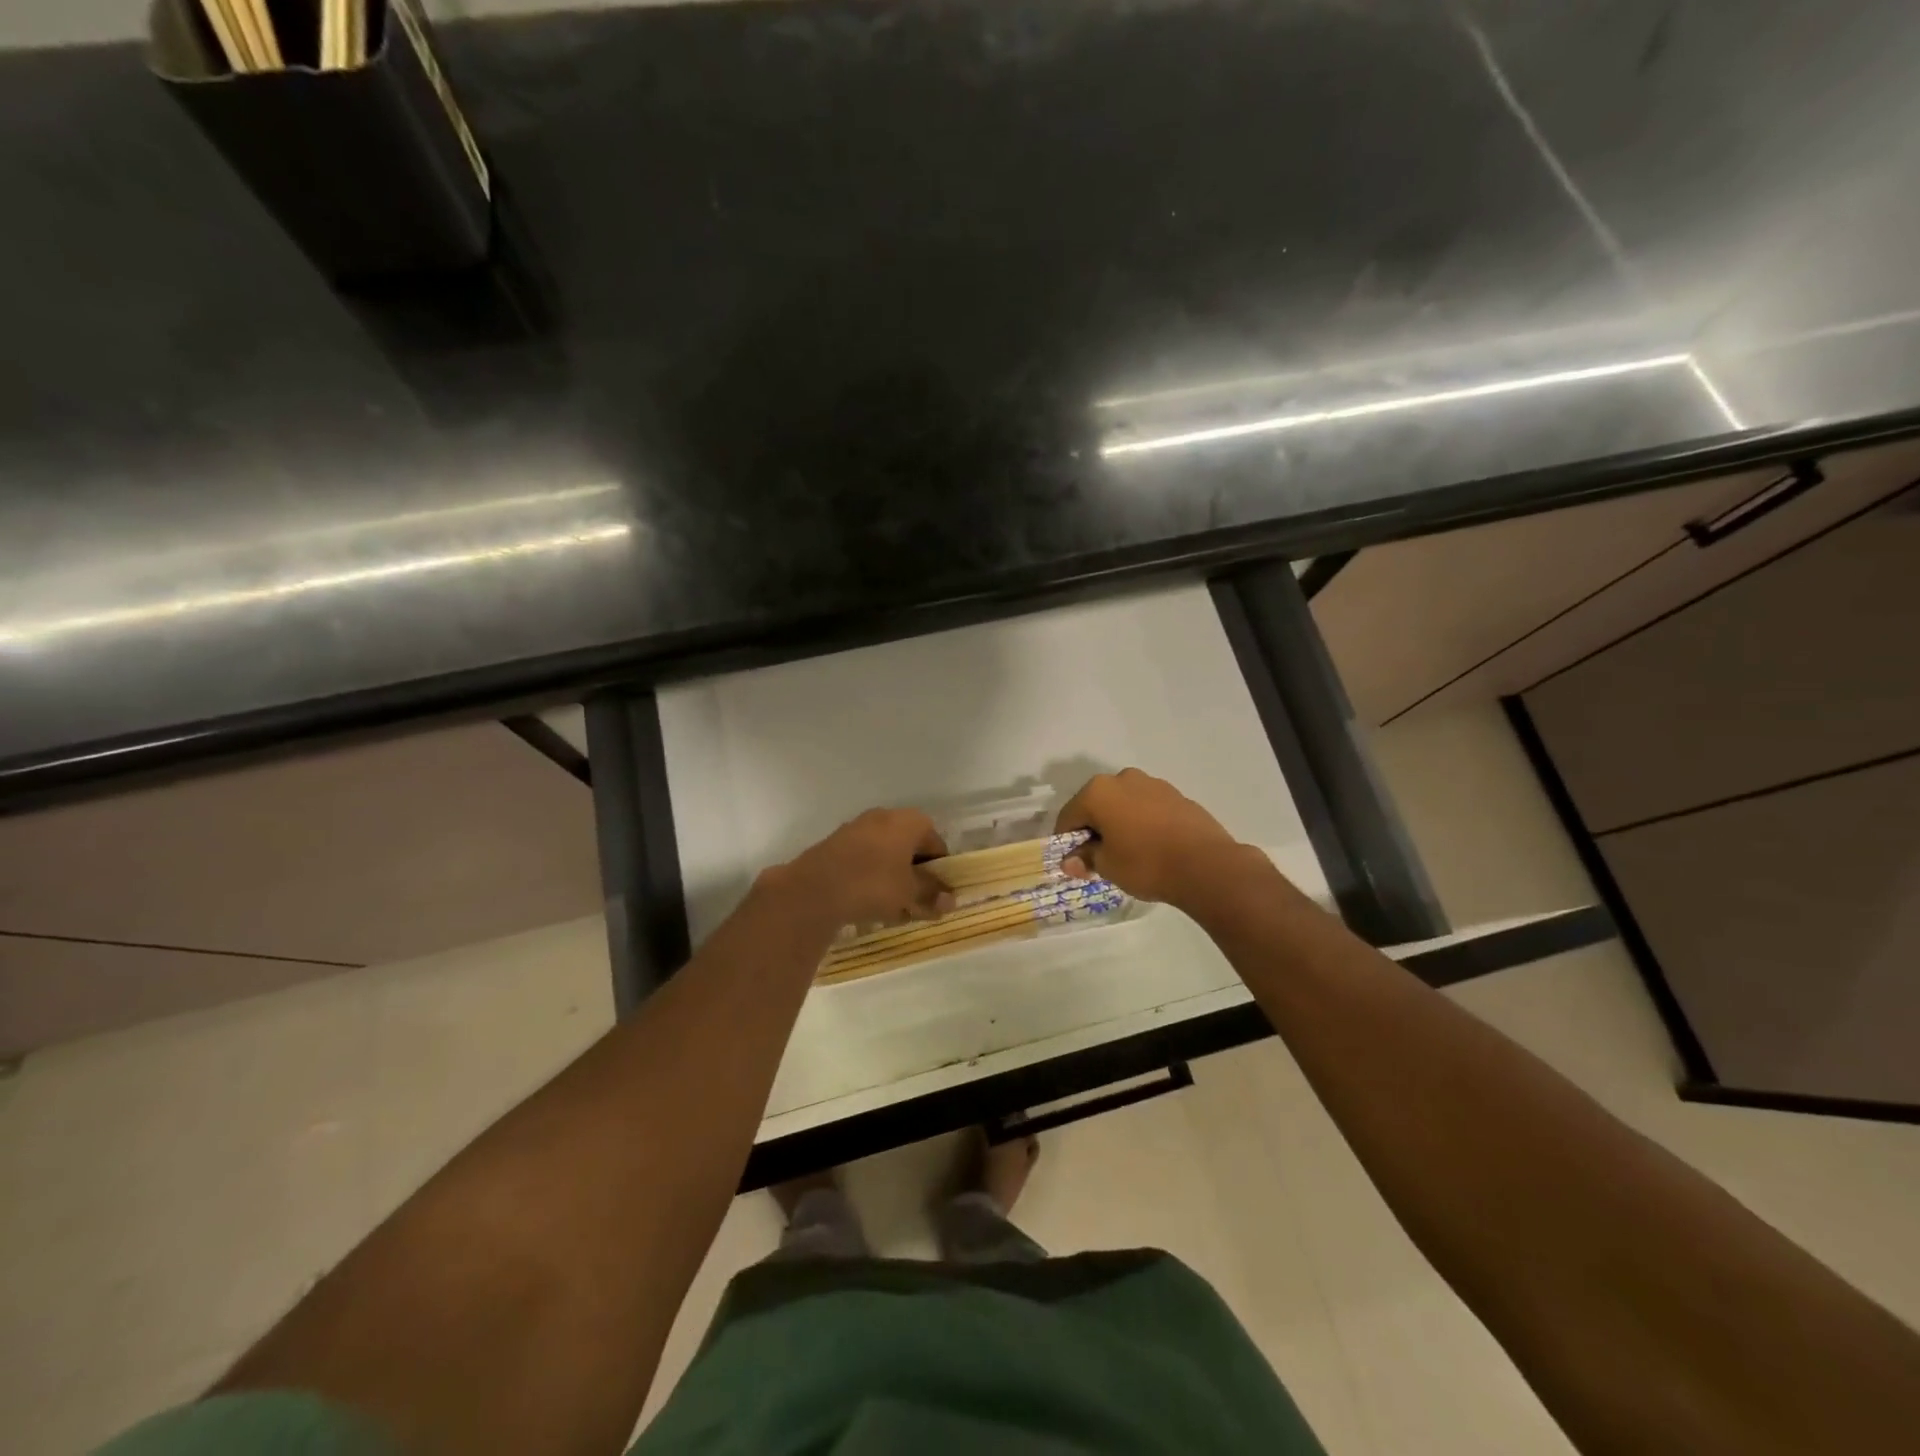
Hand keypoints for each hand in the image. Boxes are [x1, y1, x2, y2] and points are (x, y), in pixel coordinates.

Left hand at [773, 809, 954, 928]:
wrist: (814, 888)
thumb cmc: (874, 884)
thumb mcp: (909, 893)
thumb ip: (931, 895)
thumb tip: (951, 900)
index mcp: (910, 821)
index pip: (936, 843)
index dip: (940, 870)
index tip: (938, 894)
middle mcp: (885, 816)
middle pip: (910, 846)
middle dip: (915, 873)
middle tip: (916, 901)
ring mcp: (858, 827)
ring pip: (886, 853)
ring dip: (893, 876)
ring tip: (892, 905)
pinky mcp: (837, 842)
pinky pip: (864, 858)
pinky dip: (871, 875)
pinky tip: (867, 900)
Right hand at [1054, 768, 1245, 905]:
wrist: (1207, 865)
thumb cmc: (1146, 864)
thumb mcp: (1107, 866)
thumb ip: (1085, 858)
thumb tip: (1070, 861)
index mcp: (1098, 792)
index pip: (1069, 816)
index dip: (1065, 840)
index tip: (1072, 862)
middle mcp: (1123, 779)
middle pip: (1097, 804)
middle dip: (1093, 828)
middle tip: (1098, 857)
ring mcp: (1153, 784)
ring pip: (1124, 803)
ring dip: (1119, 822)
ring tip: (1128, 852)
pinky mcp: (1177, 795)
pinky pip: (1148, 808)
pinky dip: (1142, 822)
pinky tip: (1152, 846)